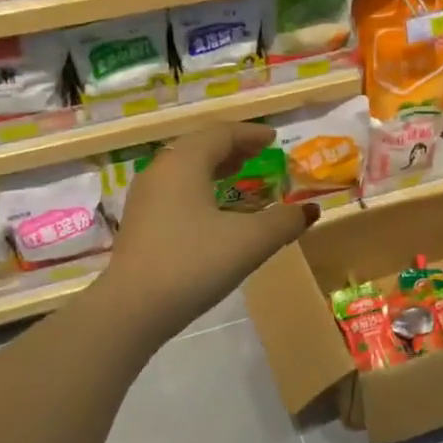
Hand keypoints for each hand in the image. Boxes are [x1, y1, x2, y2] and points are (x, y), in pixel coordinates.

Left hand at [106, 123, 315, 342]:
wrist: (133, 308)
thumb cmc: (195, 263)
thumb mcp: (251, 241)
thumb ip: (284, 221)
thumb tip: (309, 209)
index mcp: (185, 163)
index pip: (220, 134)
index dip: (250, 134)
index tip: (273, 138)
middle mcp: (160, 172)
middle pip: (199, 147)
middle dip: (231, 148)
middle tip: (257, 154)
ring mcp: (145, 199)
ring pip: (184, 170)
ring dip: (213, 168)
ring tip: (237, 176)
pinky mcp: (139, 225)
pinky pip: (174, 192)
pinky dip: (199, 189)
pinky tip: (212, 212)